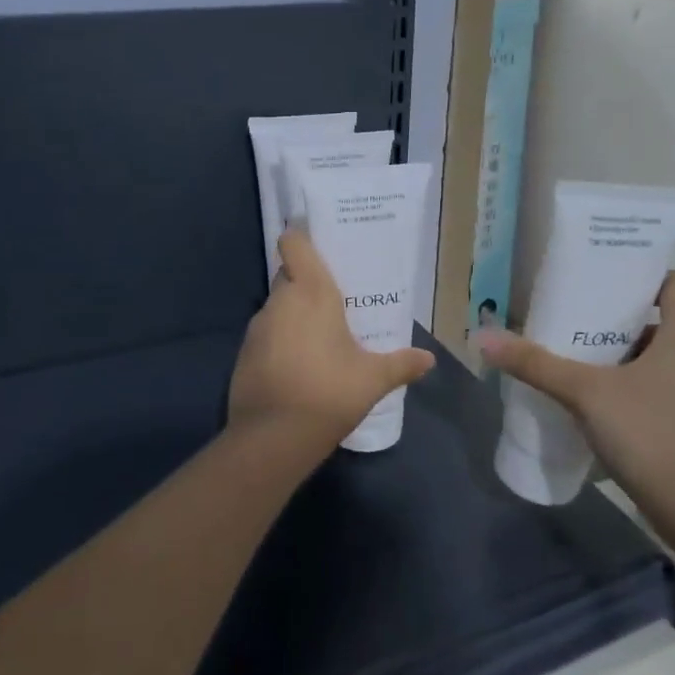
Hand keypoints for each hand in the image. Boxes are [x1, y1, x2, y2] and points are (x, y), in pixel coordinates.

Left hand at [226, 229, 434, 461]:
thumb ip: (401, 364)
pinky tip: (300, 364)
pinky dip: (281, 340)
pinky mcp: (244, 353)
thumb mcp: (373, 379)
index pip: (294, 244)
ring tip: (322, 335)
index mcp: (311, 292)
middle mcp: (280, 301)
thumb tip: (429, 359)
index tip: (317, 240)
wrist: (273, 438)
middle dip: (307, 282)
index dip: (301, 237)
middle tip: (335, 298)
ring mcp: (257, 327)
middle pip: (289, 275)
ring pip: (278, 306)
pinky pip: (267, 334)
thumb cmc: (329, 392)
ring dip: (295, 314)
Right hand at [478, 272, 674, 536]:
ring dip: (624, 356)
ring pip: (662, 357)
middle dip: (620, 319)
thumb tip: (483, 336)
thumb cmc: (651, 434)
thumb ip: (535, 364)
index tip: (606, 281)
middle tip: (576, 320)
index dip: (646, 275)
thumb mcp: (585, 393)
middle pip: (663, 320)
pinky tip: (600, 404)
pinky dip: (635, 386)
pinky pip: (665, 388)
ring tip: (580, 361)